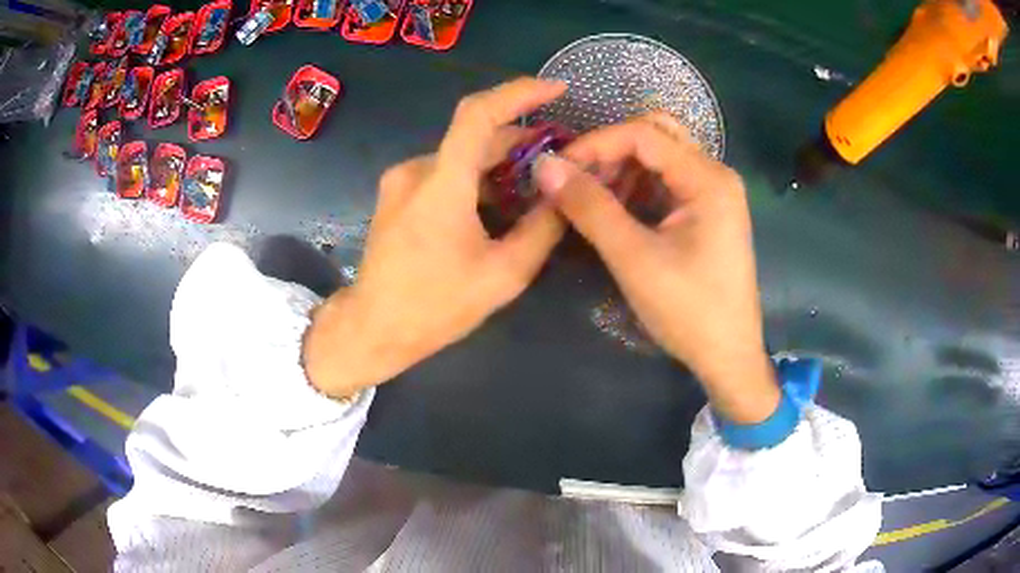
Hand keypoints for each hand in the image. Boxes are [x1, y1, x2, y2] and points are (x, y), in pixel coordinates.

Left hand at [304, 78, 567, 397]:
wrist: (374, 328)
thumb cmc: (436, 307)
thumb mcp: (503, 275)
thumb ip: (541, 228)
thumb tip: (566, 192)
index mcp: (441, 184)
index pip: (479, 114)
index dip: (519, 93)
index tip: (556, 88)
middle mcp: (416, 170)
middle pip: (475, 136)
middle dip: (521, 140)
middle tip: (560, 157)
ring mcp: (401, 180)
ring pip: (461, 155)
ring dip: (499, 162)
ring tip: (535, 185)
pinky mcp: (397, 193)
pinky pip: (444, 171)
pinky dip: (475, 177)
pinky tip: (497, 202)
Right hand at [534, 112, 779, 422]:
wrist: (728, 356)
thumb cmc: (689, 311)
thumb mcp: (635, 259)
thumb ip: (590, 208)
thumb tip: (544, 167)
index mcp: (707, 179)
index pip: (643, 134)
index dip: (595, 144)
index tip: (556, 169)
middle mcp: (715, 174)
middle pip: (656, 135)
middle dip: (611, 151)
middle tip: (577, 179)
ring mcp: (713, 193)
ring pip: (660, 157)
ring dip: (621, 169)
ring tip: (590, 199)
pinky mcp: (707, 212)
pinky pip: (666, 182)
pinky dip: (636, 187)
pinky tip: (615, 211)